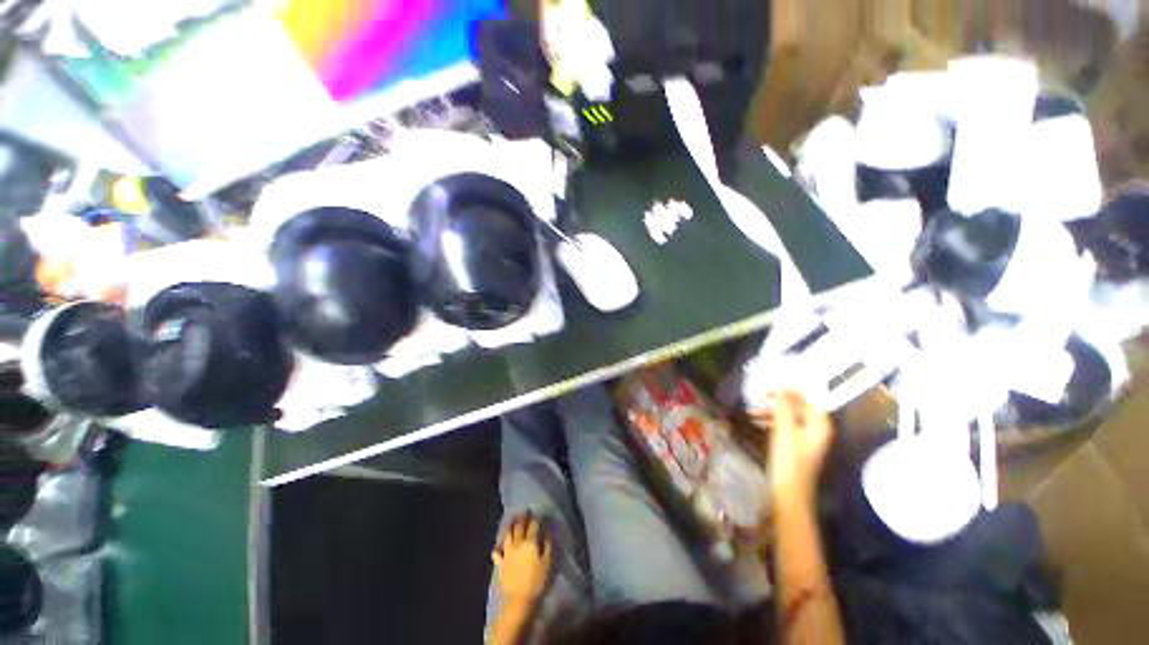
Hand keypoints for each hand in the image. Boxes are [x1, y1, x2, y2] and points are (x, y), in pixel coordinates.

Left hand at [492, 512, 552, 605]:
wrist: (518, 600)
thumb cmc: (537, 581)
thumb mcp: (549, 562)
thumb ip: (548, 543)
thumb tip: (547, 530)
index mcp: (530, 541)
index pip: (533, 525)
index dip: (536, 519)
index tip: (538, 514)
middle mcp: (517, 543)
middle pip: (519, 526)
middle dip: (523, 518)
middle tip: (525, 512)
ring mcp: (507, 552)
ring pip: (507, 534)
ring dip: (510, 526)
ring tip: (513, 521)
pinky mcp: (500, 563)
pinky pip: (497, 552)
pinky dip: (498, 547)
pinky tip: (498, 546)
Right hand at [750, 391, 834, 506]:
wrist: (788, 492)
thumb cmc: (788, 461)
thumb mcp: (785, 430)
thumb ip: (785, 406)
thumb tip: (783, 385)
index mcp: (819, 424)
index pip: (808, 397)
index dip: (791, 388)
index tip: (771, 383)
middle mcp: (816, 428)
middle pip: (797, 405)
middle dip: (777, 399)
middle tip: (758, 394)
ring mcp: (806, 437)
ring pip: (788, 414)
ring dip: (770, 409)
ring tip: (751, 408)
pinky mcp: (796, 444)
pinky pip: (784, 424)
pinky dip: (771, 420)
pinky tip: (755, 420)